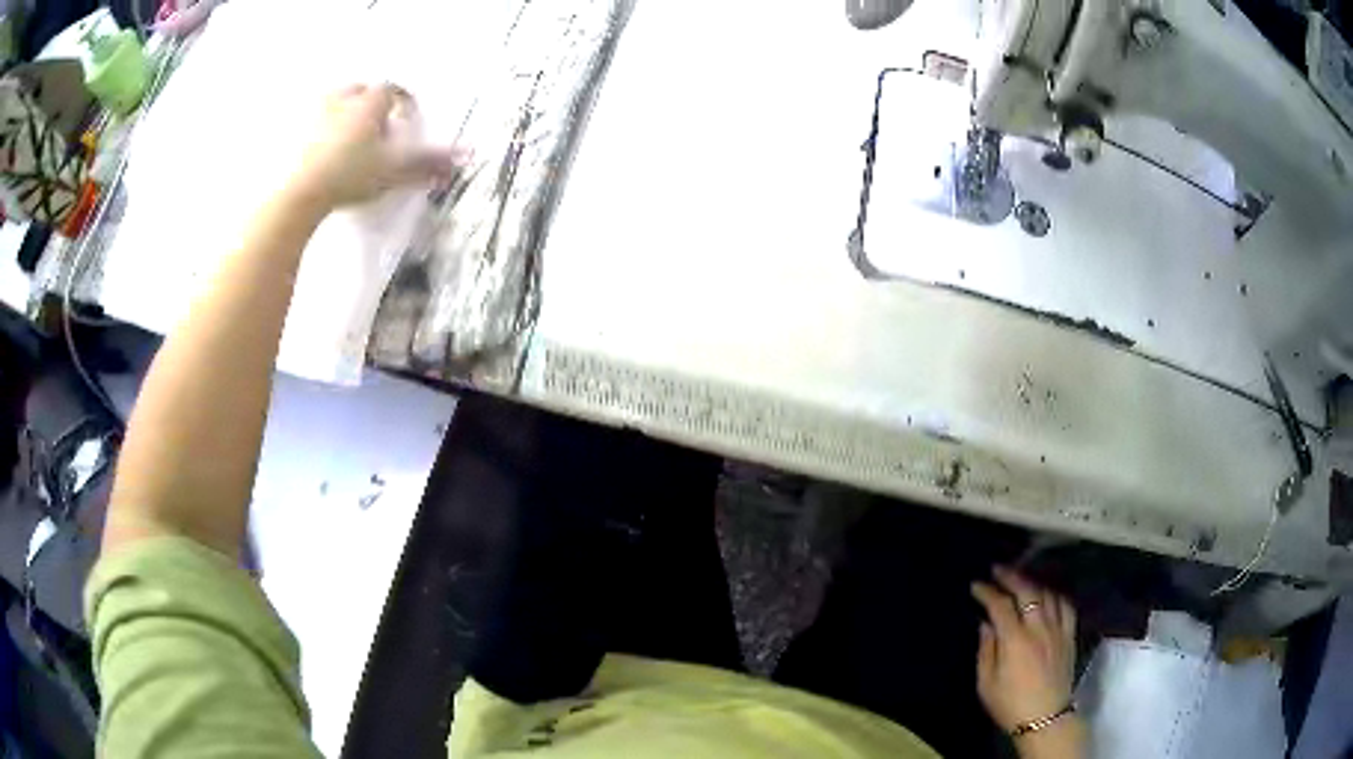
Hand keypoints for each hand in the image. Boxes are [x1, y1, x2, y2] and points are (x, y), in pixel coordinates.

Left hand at [290, 83, 467, 210]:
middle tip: (373, 129)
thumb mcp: (395, 169)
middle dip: (368, 105)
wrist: (299, 193)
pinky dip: (316, 135)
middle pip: (360, 92)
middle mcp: (342, 98)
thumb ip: (428, 161)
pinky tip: (319, 156)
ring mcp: (314, 114)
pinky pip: (308, 126)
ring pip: (332, 105)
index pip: (392, 91)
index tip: (404, 121)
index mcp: (370, 100)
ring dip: (340, 116)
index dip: (401, 104)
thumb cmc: (351, 173)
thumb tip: (468, 154)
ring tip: (345, 141)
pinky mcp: (292, 134)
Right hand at [972, 567, 1084, 756]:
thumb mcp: (986, 684)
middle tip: (998, 570)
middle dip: (1011, 577)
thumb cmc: (1010, 704)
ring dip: (1033, 583)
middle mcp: (1038, 628)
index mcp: (1015, 640)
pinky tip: (1048, 596)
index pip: (1000, 606)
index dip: (987, 592)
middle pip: (1027, 591)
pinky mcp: (1069, 636)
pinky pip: (1066, 607)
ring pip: (1048, 595)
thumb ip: (986, 651)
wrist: (1044, 718)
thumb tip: (985, 625)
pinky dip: (1055, 596)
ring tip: (1021, 581)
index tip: (976, 585)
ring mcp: (1057, 630)